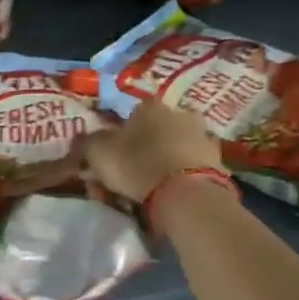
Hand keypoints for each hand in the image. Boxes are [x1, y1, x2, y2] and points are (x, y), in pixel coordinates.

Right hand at [83, 99, 221, 203]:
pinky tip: (172, 194)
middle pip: (155, 131)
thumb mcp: (98, 154)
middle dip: (142, 150)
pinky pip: (190, 166)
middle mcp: (179, 112)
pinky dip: (181, 176)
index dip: (118, 138)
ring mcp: (202, 135)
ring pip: (174, 148)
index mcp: (150, 106)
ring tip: (150, 190)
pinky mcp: (218, 160)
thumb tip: (80, 141)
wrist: (186, 193)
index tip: (112, 159)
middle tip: (129, 177)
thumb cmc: (136, 165)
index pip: (130, 115)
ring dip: (162, 163)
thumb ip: (87, 144)